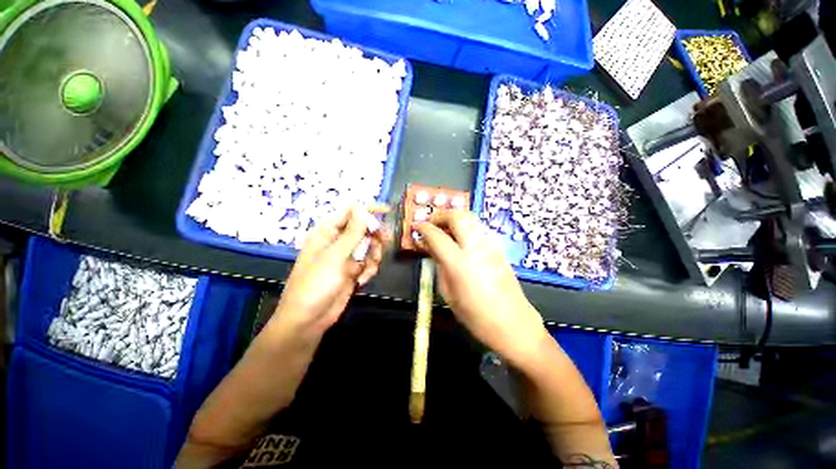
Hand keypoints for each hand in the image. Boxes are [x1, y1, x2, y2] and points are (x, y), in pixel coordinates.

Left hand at [272, 205, 387, 337]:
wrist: (308, 320)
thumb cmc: (315, 285)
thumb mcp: (335, 256)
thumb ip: (352, 232)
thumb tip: (362, 207)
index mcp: (327, 232)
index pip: (350, 212)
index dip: (368, 209)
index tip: (387, 211)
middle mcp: (337, 241)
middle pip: (364, 228)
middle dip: (374, 236)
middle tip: (384, 242)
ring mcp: (346, 256)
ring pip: (369, 246)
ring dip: (373, 256)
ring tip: (367, 269)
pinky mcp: (353, 270)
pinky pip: (369, 262)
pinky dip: (369, 270)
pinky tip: (361, 281)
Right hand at [413, 210, 548, 366]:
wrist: (513, 323)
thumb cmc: (476, 316)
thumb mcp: (448, 294)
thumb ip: (439, 266)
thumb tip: (431, 248)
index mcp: (460, 263)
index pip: (436, 235)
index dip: (423, 228)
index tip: (415, 226)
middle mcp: (476, 247)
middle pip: (457, 216)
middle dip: (440, 215)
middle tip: (430, 222)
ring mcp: (491, 244)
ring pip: (470, 217)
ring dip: (454, 217)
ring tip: (444, 227)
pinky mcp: (499, 246)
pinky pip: (479, 226)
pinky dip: (466, 224)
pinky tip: (460, 236)